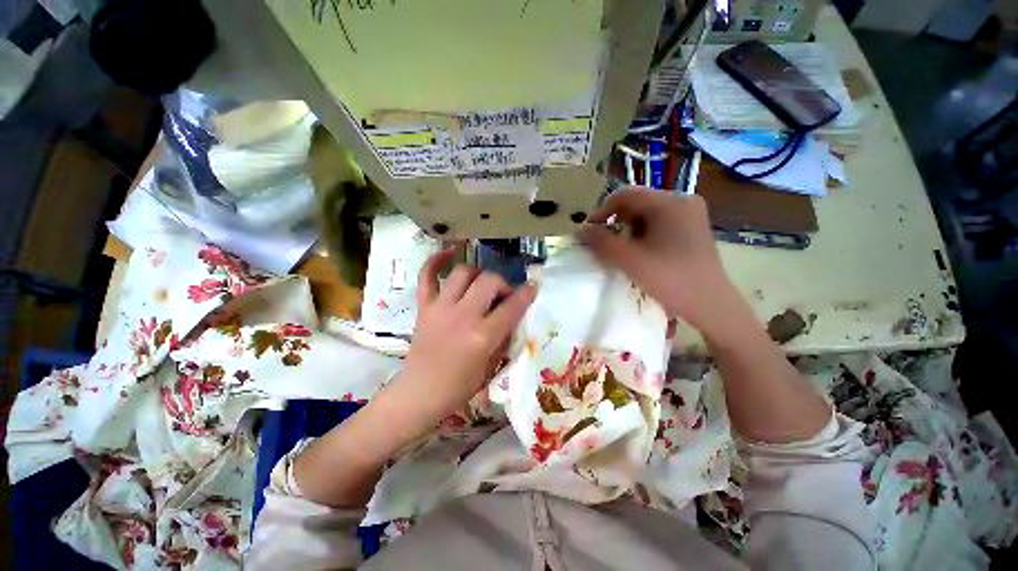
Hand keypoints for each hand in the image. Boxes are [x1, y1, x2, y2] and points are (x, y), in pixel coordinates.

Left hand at [383, 247, 536, 443]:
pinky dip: (437, 261)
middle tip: (502, 296)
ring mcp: (440, 308)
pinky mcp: (424, 307)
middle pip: (489, 281)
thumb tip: (512, 315)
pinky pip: (427, 276)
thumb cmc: (459, 387)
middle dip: (502, 284)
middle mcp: (462, 316)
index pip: (511, 306)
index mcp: (482, 336)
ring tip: (481, 285)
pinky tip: (449, 253)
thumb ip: (504, 336)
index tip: (533, 287)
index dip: (527, 294)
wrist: (420, 393)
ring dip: (478, 275)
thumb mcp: (491, 365)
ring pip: (463, 272)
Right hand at [578, 187, 736, 335]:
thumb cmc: (670, 279)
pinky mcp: (692, 228)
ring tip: (619, 250)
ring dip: (627, 229)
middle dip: (615, 221)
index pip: (625, 195)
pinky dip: (642, 234)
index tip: (589, 231)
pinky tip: (639, 252)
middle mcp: (682, 201)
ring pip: (647, 214)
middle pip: (637, 203)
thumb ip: (601, 242)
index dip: (601, 211)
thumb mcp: (629, 260)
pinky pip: (659, 223)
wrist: (711, 305)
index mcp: (669, 202)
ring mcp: (690, 214)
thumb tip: (581, 230)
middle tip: (602, 243)